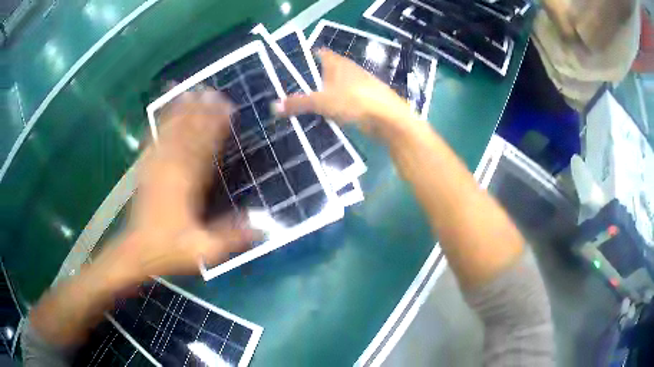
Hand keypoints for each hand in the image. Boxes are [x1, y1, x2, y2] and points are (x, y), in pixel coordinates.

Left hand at [96, 87, 257, 286]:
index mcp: (186, 186)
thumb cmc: (169, 249)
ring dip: (182, 111)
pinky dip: (160, 123)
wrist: (137, 251)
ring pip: (171, 132)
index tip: (229, 109)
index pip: (205, 148)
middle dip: (202, 112)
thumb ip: (232, 236)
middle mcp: (170, 170)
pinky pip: (153, 140)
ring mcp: (155, 167)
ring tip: (193, 92)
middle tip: (215, 92)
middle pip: (188, 134)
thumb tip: (263, 226)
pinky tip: (164, 111)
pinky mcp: (146, 169)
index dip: (217, 126)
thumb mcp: (204, 251)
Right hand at [273, 49, 413, 137]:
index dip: (303, 57)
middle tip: (288, 91)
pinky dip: (331, 107)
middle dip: (308, 80)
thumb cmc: (354, 101)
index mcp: (337, 63)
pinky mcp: (362, 102)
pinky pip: (341, 102)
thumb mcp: (322, 102)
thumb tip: (274, 107)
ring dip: (320, 95)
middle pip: (323, 71)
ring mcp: (356, 86)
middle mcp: (347, 71)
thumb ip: (298, 103)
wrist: (388, 120)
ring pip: (333, 88)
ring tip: (300, 105)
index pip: (318, 53)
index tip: (288, 68)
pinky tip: (321, 117)